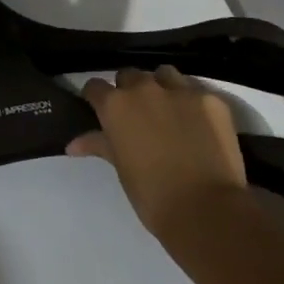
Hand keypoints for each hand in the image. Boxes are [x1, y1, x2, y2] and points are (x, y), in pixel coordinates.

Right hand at [67, 65, 246, 239]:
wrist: (206, 209)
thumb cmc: (152, 195)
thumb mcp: (121, 168)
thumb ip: (99, 145)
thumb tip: (72, 144)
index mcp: (116, 105)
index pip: (95, 86)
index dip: (97, 98)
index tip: (101, 110)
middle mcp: (144, 88)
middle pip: (130, 75)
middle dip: (130, 91)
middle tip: (138, 116)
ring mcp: (180, 90)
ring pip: (164, 74)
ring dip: (161, 87)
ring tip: (169, 111)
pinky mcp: (211, 99)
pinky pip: (196, 90)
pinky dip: (192, 102)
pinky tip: (199, 123)